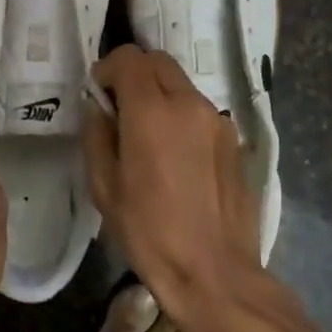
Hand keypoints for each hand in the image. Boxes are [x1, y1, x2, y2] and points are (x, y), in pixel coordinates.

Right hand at [84, 45, 331, 331]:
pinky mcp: (234, 140)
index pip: (129, 58)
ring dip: (159, 94)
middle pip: (158, 61)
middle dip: (134, 74)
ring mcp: (218, 120)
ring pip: (181, 84)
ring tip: (148, 136)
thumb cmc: (149, 232)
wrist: (214, 273)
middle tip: (120, 110)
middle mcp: (190, 104)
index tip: (99, 97)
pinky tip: (175, 156)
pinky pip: (200, 110)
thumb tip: (98, 107)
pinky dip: (181, 115)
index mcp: (152, 111)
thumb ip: (97, 135)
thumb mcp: (104, 187)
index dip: (108, 70)